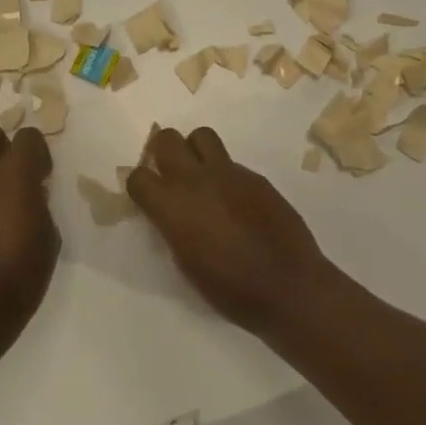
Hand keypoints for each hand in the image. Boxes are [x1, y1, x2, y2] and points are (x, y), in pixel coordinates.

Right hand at [126, 127, 331, 335]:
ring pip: (201, 135)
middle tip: (169, 171)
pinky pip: (230, 162)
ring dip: (194, 150)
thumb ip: (173, 226)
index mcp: (172, 206)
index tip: (147, 196)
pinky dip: (224, 173)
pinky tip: (235, 199)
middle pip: (166, 139)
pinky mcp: (254, 176)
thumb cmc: (230, 289)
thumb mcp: (186, 262)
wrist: (287, 285)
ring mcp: (228, 173)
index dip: (140, 185)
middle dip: (162, 151)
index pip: (138, 176)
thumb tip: (171, 213)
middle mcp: (196, 180)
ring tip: (201, 174)